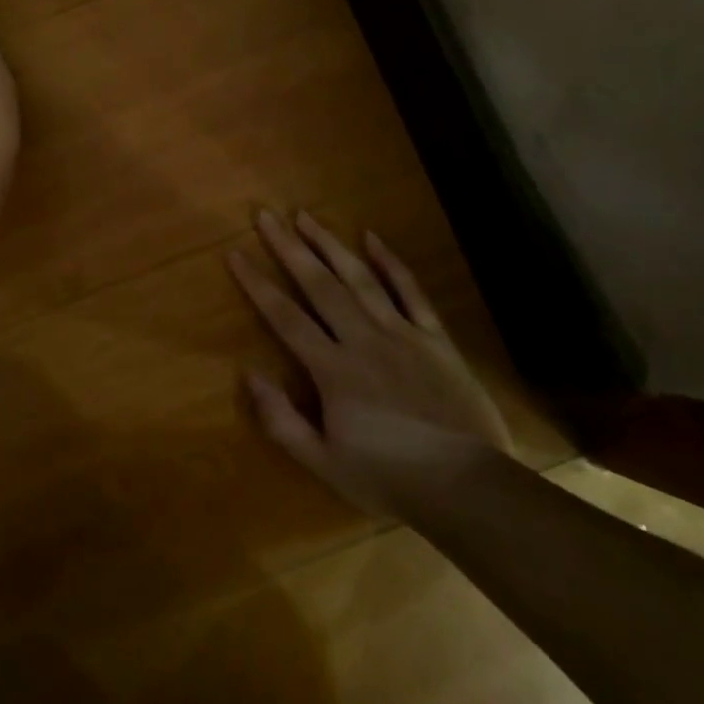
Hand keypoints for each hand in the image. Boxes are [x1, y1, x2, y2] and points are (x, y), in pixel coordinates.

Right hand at [228, 210, 511, 514]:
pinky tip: (372, 237)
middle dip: (289, 248)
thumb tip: (248, 374)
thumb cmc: (389, 477)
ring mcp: (402, 333)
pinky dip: (391, 263)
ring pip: (360, 278)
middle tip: (267, 215)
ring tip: (306, 216)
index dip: (258, 284)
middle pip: (319, 285)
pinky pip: (411, 292)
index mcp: (333, 369)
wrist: (467, 488)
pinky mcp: (435, 338)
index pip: (286, 317)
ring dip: (330, 244)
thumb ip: (281, 420)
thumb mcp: (324, 463)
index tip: (235, 253)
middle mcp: (362, 339)